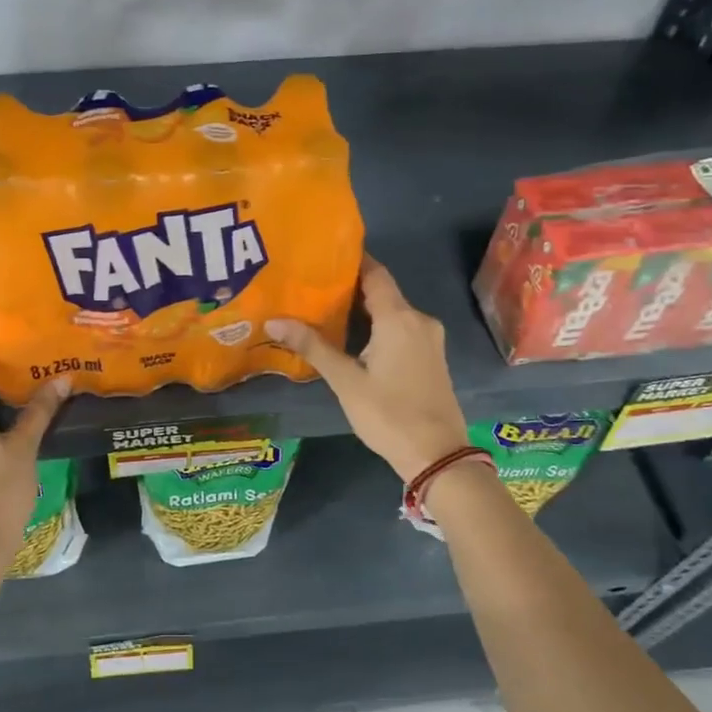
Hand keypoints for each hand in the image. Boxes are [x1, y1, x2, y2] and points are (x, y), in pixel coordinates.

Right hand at [267, 257, 469, 480]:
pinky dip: (378, 327)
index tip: (321, 256)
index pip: (375, 273)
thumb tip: (274, 320)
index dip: (351, 261)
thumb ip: (313, 347)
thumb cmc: (389, 414)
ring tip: (325, 311)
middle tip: (312, 286)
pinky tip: (353, 338)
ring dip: (363, 310)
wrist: (437, 456)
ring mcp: (429, 339)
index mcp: (399, 318)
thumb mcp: (346, 381)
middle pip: (383, 292)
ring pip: (392, 313)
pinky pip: (401, 330)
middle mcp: (419, 320)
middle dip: (350, 288)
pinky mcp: (431, 357)